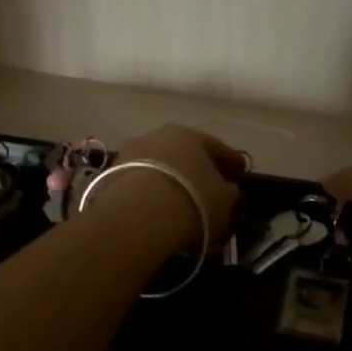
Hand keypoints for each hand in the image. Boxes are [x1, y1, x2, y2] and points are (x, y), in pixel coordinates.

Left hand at [102, 124, 246, 249]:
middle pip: (184, 152)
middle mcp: (158, 135)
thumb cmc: (191, 201)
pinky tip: (155, 208)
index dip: (232, 162)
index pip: (217, 147)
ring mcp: (130, 152)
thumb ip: (230, 192)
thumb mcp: (224, 201)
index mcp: (191, 134)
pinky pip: (139, 181)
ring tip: (178, 200)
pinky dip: (149, 191)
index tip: (241, 174)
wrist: (136, 216)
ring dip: (170, 178)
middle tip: (209, 186)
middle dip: (197, 167)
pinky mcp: (110, 174)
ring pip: (159, 164)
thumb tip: (228, 190)